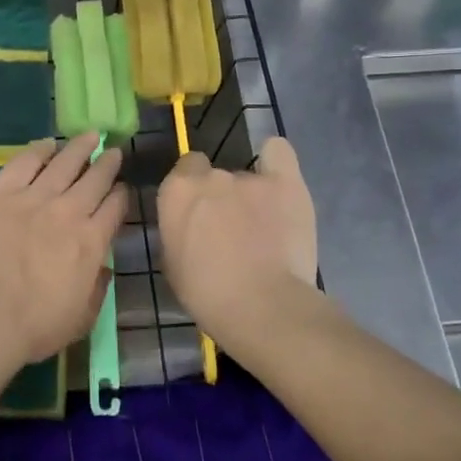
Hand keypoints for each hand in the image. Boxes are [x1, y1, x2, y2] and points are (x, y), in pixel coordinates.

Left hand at [0, 133, 126, 367]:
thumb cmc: (33, 327)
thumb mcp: (81, 319)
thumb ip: (97, 289)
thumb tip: (104, 268)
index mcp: (91, 242)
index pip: (115, 208)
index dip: (120, 195)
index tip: (121, 189)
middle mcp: (68, 211)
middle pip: (95, 178)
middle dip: (106, 163)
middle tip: (112, 152)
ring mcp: (33, 197)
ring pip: (64, 162)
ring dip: (79, 147)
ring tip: (89, 135)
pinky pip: (24, 162)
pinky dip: (39, 150)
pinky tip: (47, 143)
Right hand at [157, 137, 318, 348]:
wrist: (261, 306)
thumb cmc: (207, 295)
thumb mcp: (173, 263)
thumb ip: (179, 231)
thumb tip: (189, 226)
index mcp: (177, 192)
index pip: (183, 171)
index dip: (192, 192)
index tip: (199, 216)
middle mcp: (211, 176)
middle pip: (215, 175)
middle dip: (221, 197)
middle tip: (231, 230)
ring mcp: (250, 178)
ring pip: (247, 178)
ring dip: (251, 198)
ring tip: (266, 230)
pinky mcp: (286, 183)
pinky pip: (278, 153)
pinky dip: (275, 162)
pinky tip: (278, 184)